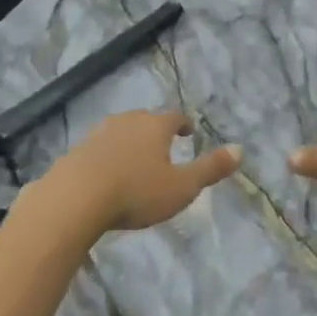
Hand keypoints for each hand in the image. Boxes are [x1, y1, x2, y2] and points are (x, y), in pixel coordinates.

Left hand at [50, 111, 242, 231]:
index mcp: (154, 126)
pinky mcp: (75, 152)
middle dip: (154, 130)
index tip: (188, 131)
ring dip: (128, 142)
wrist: (75, 198)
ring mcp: (98, 135)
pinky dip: (105, 157)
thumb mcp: (182, 186)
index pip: (174, 117)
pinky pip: (97, 150)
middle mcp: (126, 122)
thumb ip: (210, 168)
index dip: (183, 124)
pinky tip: (105, 174)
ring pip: (118, 132)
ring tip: (133, 158)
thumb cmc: (136, 191)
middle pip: (144, 120)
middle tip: (161, 145)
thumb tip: (240, 149)